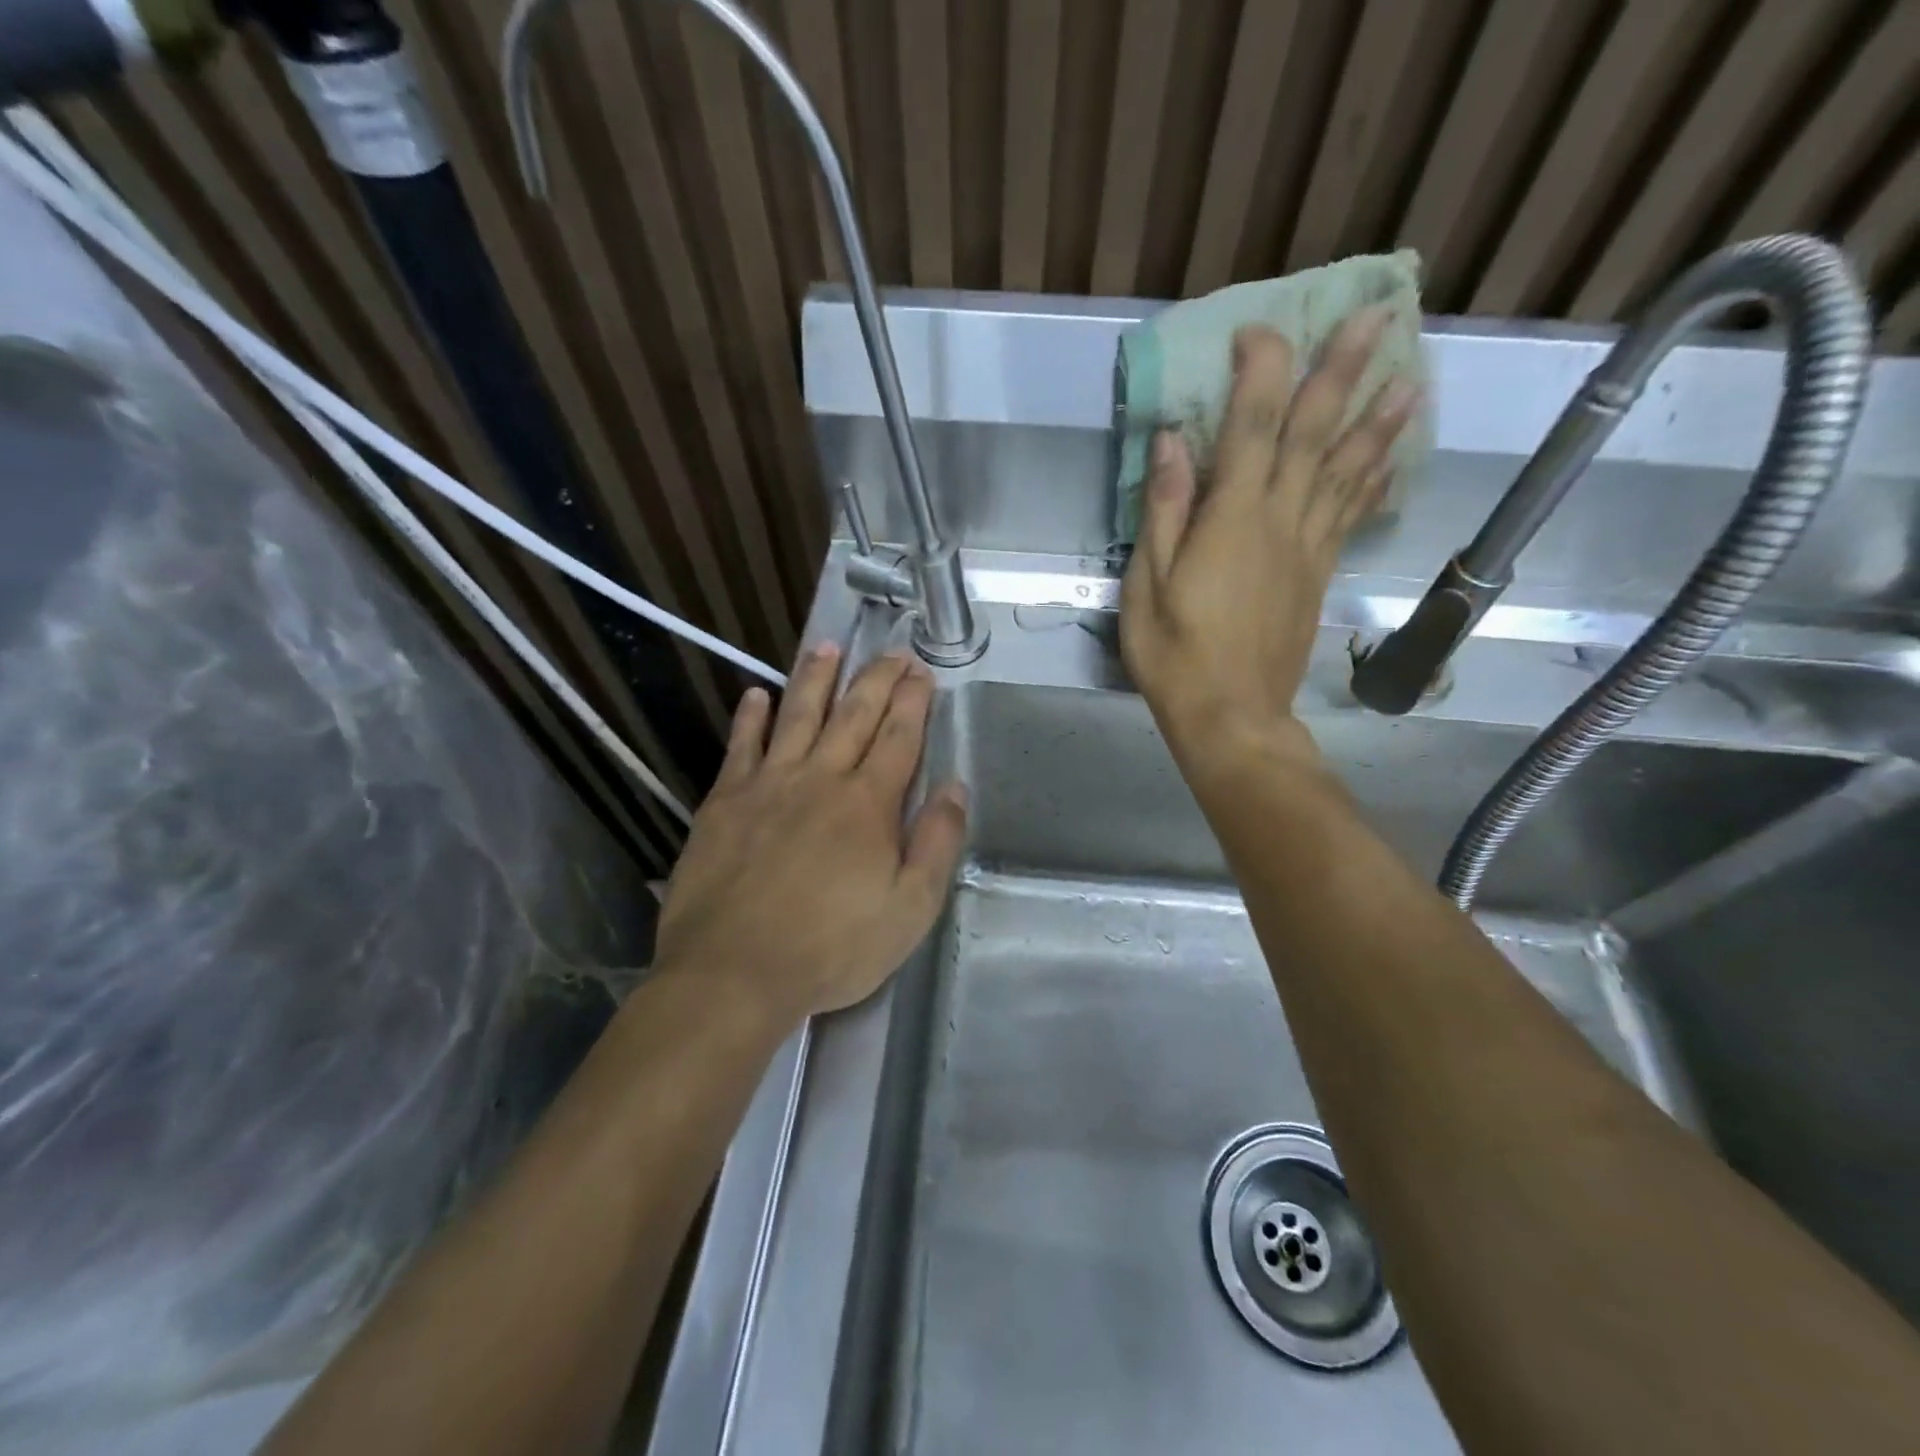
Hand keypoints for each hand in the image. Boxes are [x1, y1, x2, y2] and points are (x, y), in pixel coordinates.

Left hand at [652, 644, 968, 1028]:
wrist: (733, 972)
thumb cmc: (832, 948)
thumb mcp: (910, 909)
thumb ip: (937, 843)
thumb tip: (955, 787)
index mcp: (868, 804)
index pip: (898, 738)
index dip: (913, 701)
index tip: (921, 670)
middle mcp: (820, 779)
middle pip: (853, 716)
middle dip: (876, 679)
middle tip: (891, 651)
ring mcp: (768, 785)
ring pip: (797, 716)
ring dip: (816, 679)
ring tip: (828, 646)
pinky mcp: (724, 803)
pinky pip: (740, 747)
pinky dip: (750, 718)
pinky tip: (756, 695)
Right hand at [1120, 311, 1418, 767]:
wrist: (1231, 715)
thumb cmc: (1175, 655)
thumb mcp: (1147, 586)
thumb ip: (1163, 511)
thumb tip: (1173, 441)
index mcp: (1232, 519)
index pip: (1254, 427)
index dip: (1261, 371)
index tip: (1259, 331)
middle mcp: (1280, 521)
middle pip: (1315, 435)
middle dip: (1344, 372)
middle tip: (1379, 316)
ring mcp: (1306, 548)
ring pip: (1348, 472)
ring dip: (1379, 422)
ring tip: (1413, 378)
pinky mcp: (1318, 575)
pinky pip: (1350, 517)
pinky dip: (1371, 483)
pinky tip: (1388, 462)